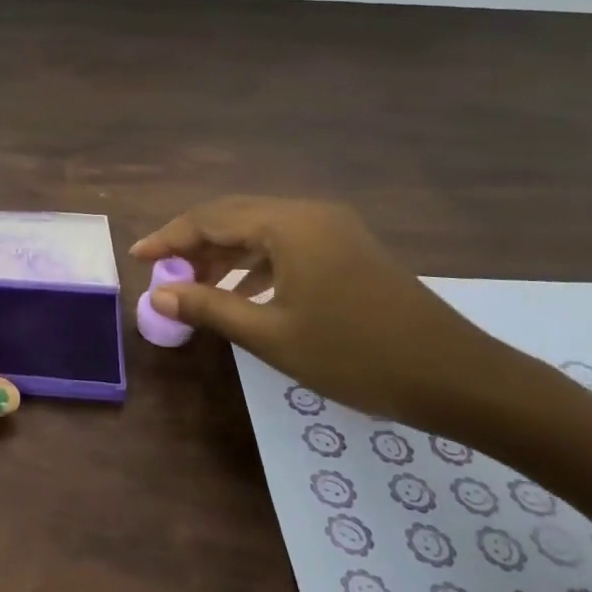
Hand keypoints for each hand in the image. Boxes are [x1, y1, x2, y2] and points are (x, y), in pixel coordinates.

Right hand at [130, 196, 502, 430]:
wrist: (456, 377)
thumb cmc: (355, 355)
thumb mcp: (272, 334)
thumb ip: (209, 306)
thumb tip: (157, 291)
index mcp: (288, 224)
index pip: (210, 219)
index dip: (168, 238)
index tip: (136, 258)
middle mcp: (308, 214)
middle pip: (234, 217)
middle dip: (193, 244)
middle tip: (162, 274)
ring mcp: (333, 229)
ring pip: (260, 231)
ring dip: (224, 255)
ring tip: (195, 287)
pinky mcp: (348, 249)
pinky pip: (286, 245)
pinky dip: (255, 264)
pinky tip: (244, 293)